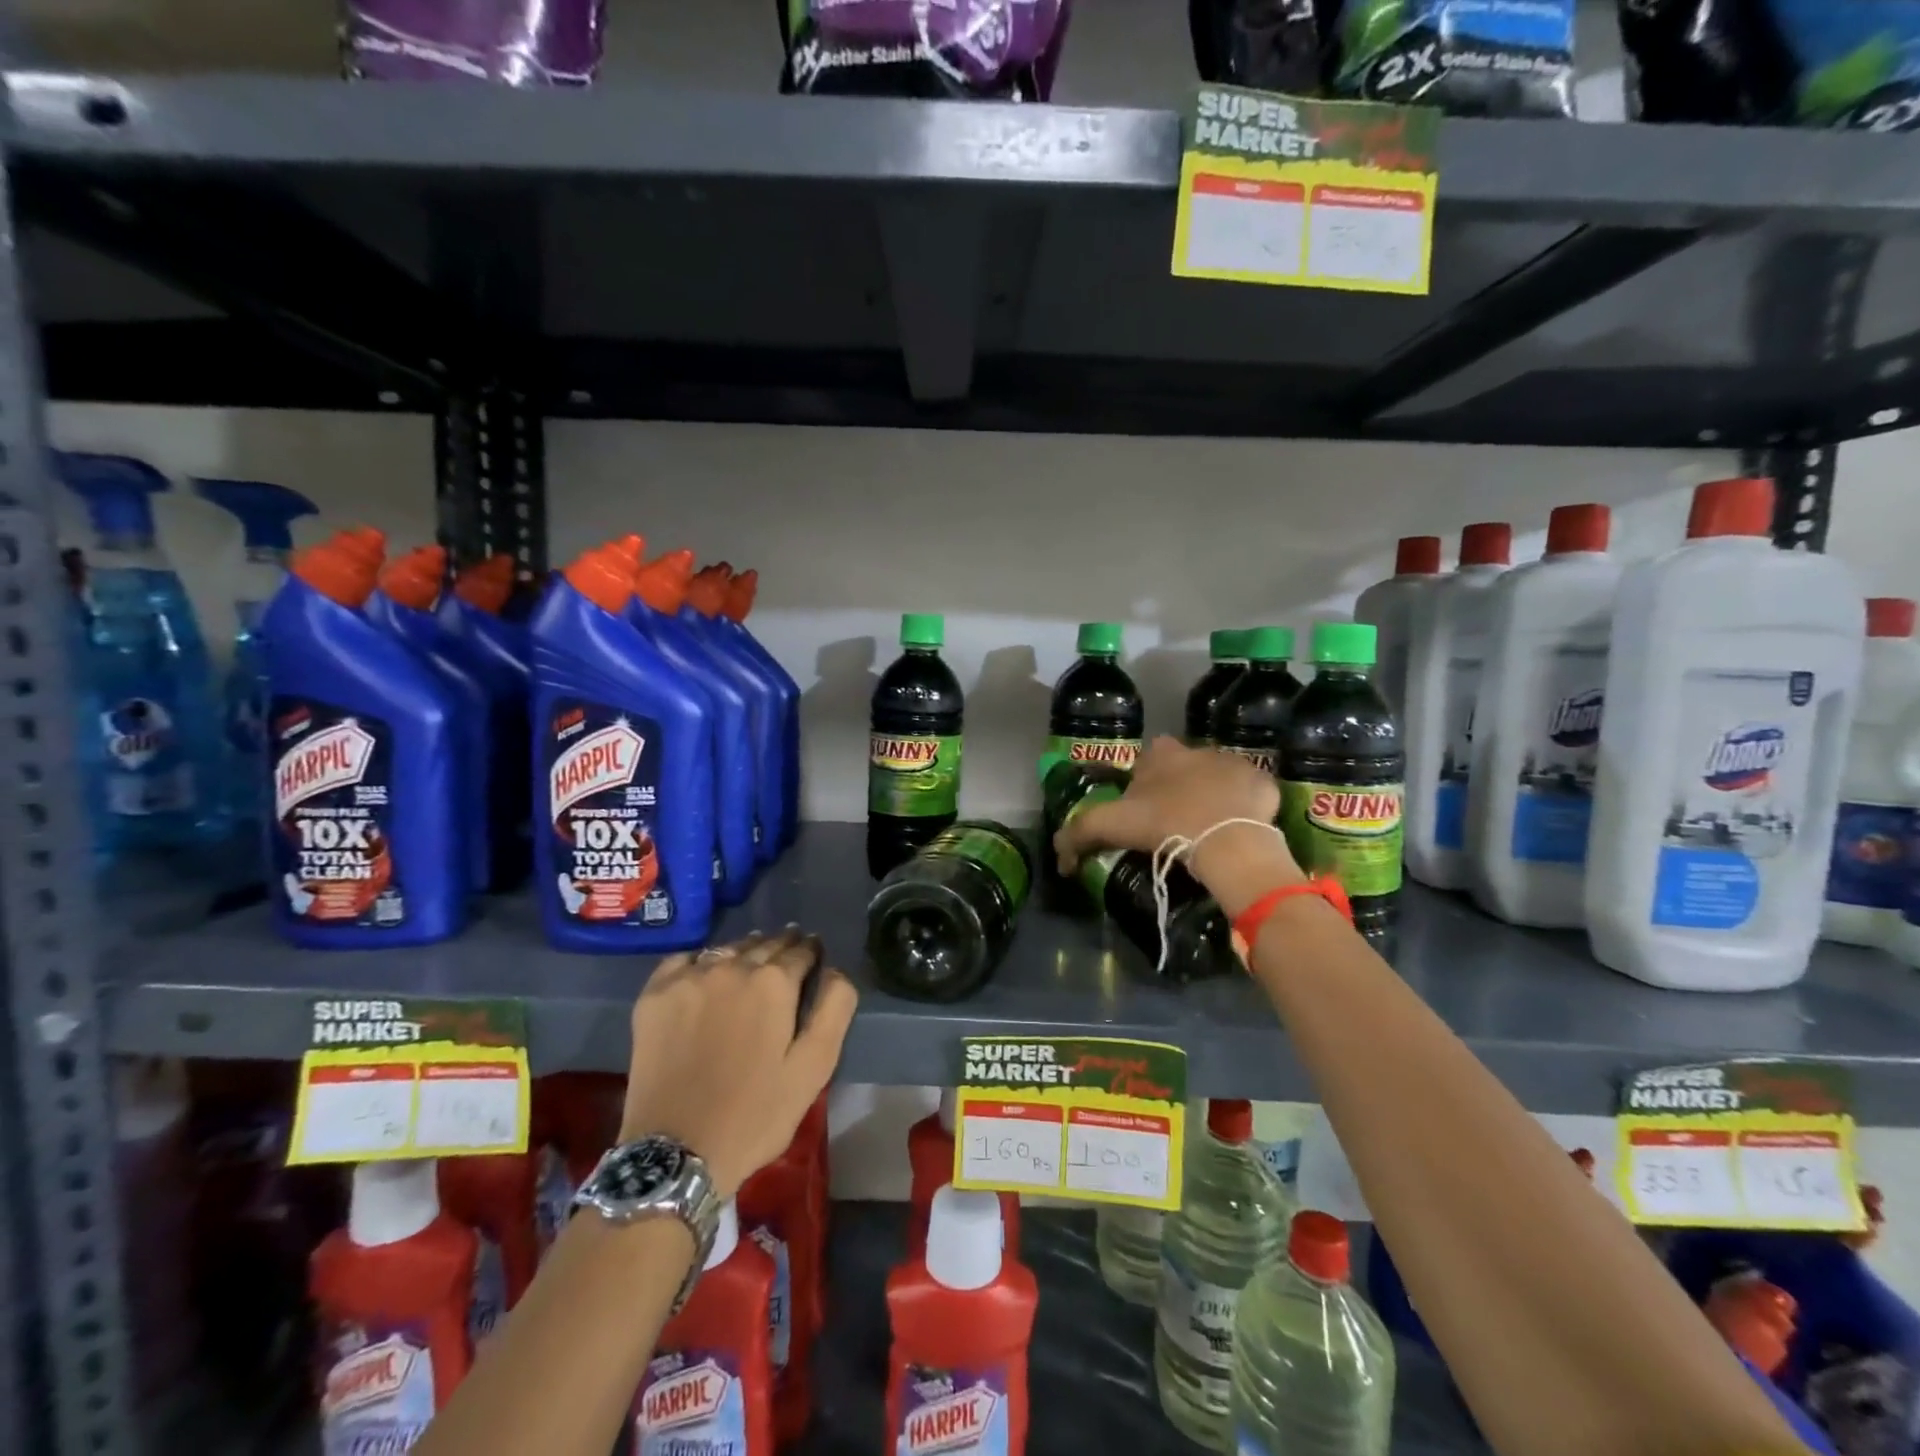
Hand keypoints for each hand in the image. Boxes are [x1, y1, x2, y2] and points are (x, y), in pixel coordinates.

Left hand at [621, 927, 856, 1198]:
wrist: (675, 1153)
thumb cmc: (754, 1114)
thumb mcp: (814, 1068)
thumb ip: (834, 1009)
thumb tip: (835, 970)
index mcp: (774, 982)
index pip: (801, 950)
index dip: (812, 953)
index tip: (814, 957)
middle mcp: (732, 967)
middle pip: (764, 944)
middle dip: (781, 948)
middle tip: (787, 957)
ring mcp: (688, 977)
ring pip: (727, 948)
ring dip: (745, 952)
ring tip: (750, 965)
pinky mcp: (655, 994)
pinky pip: (684, 959)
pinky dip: (700, 961)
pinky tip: (705, 976)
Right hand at [1053, 736, 1302, 917]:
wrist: (1226, 840)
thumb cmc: (1165, 824)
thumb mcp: (1110, 827)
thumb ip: (1078, 835)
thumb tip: (1060, 859)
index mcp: (1161, 754)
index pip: (1147, 759)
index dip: (1144, 782)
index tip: (1144, 809)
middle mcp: (1197, 749)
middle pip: (1184, 766)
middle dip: (1180, 785)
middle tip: (1176, 820)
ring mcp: (1234, 763)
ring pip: (1218, 777)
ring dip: (1213, 795)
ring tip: (1208, 829)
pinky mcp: (1263, 783)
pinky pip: (1250, 794)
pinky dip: (1244, 808)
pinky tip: (1238, 830)